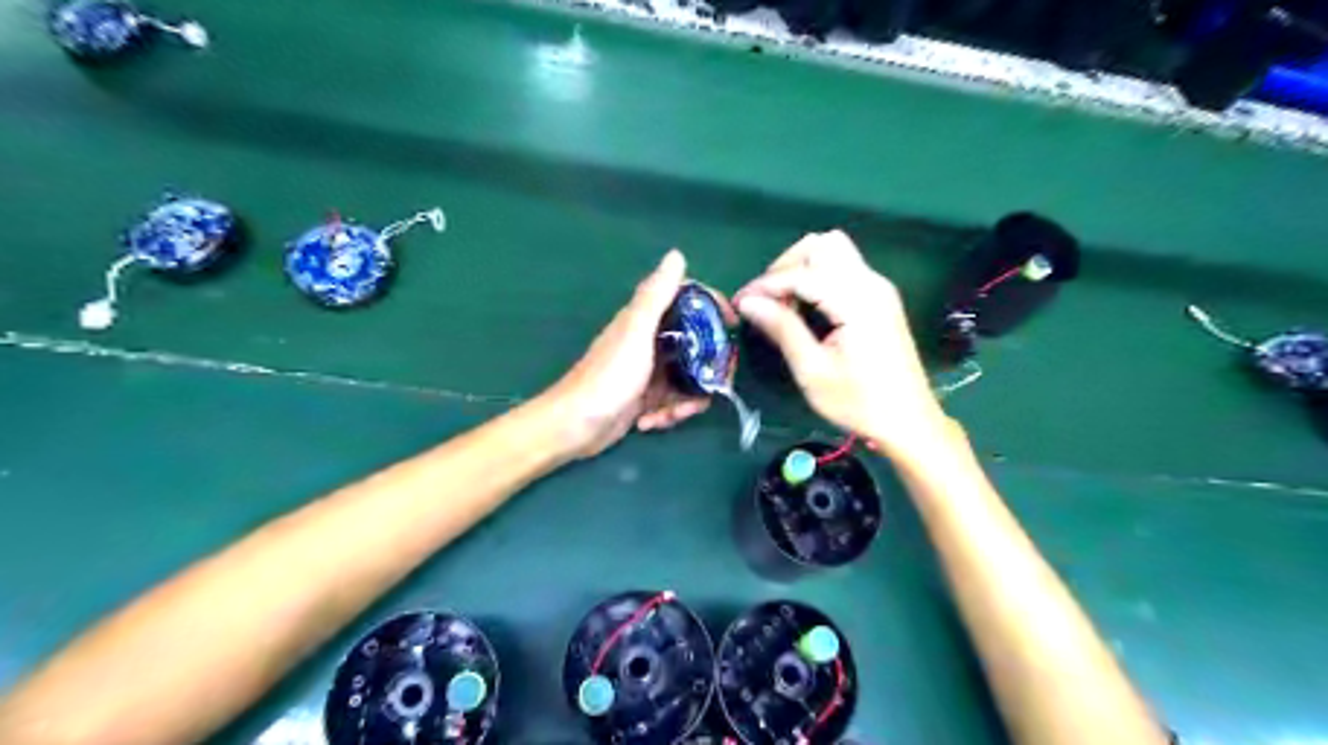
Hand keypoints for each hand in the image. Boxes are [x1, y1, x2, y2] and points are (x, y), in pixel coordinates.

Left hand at [548, 252, 709, 460]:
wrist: (575, 426)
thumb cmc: (608, 378)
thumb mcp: (636, 333)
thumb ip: (655, 296)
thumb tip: (676, 255)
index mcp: (647, 322)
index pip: (689, 302)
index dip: (713, 308)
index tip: (733, 325)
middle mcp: (651, 342)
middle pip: (697, 346)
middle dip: (708, 369)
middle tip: (714, 387)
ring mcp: (649, 372)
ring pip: (688, 378)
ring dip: (688, 400)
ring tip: (673, 415)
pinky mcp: (645, 398)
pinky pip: (673, 401)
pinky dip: (669, 413)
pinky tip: (651, 422)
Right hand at [736, 229, 953, 458]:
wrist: (908, 421)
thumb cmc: (858, 402)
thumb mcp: (812, 370)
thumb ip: (782, 329)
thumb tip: (748, 303)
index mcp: (857, 301)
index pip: (802, 273)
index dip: (766, 285)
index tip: (741, 304)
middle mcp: (871, 283)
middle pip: (822, 245)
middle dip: (786, 266)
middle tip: (765, 300)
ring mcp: (878, 288)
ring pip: (834, 251)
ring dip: (802, 268)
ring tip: (783, 303)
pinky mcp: (880, 298)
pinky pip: (843, 268)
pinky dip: (817, 277)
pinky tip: (805, 307)